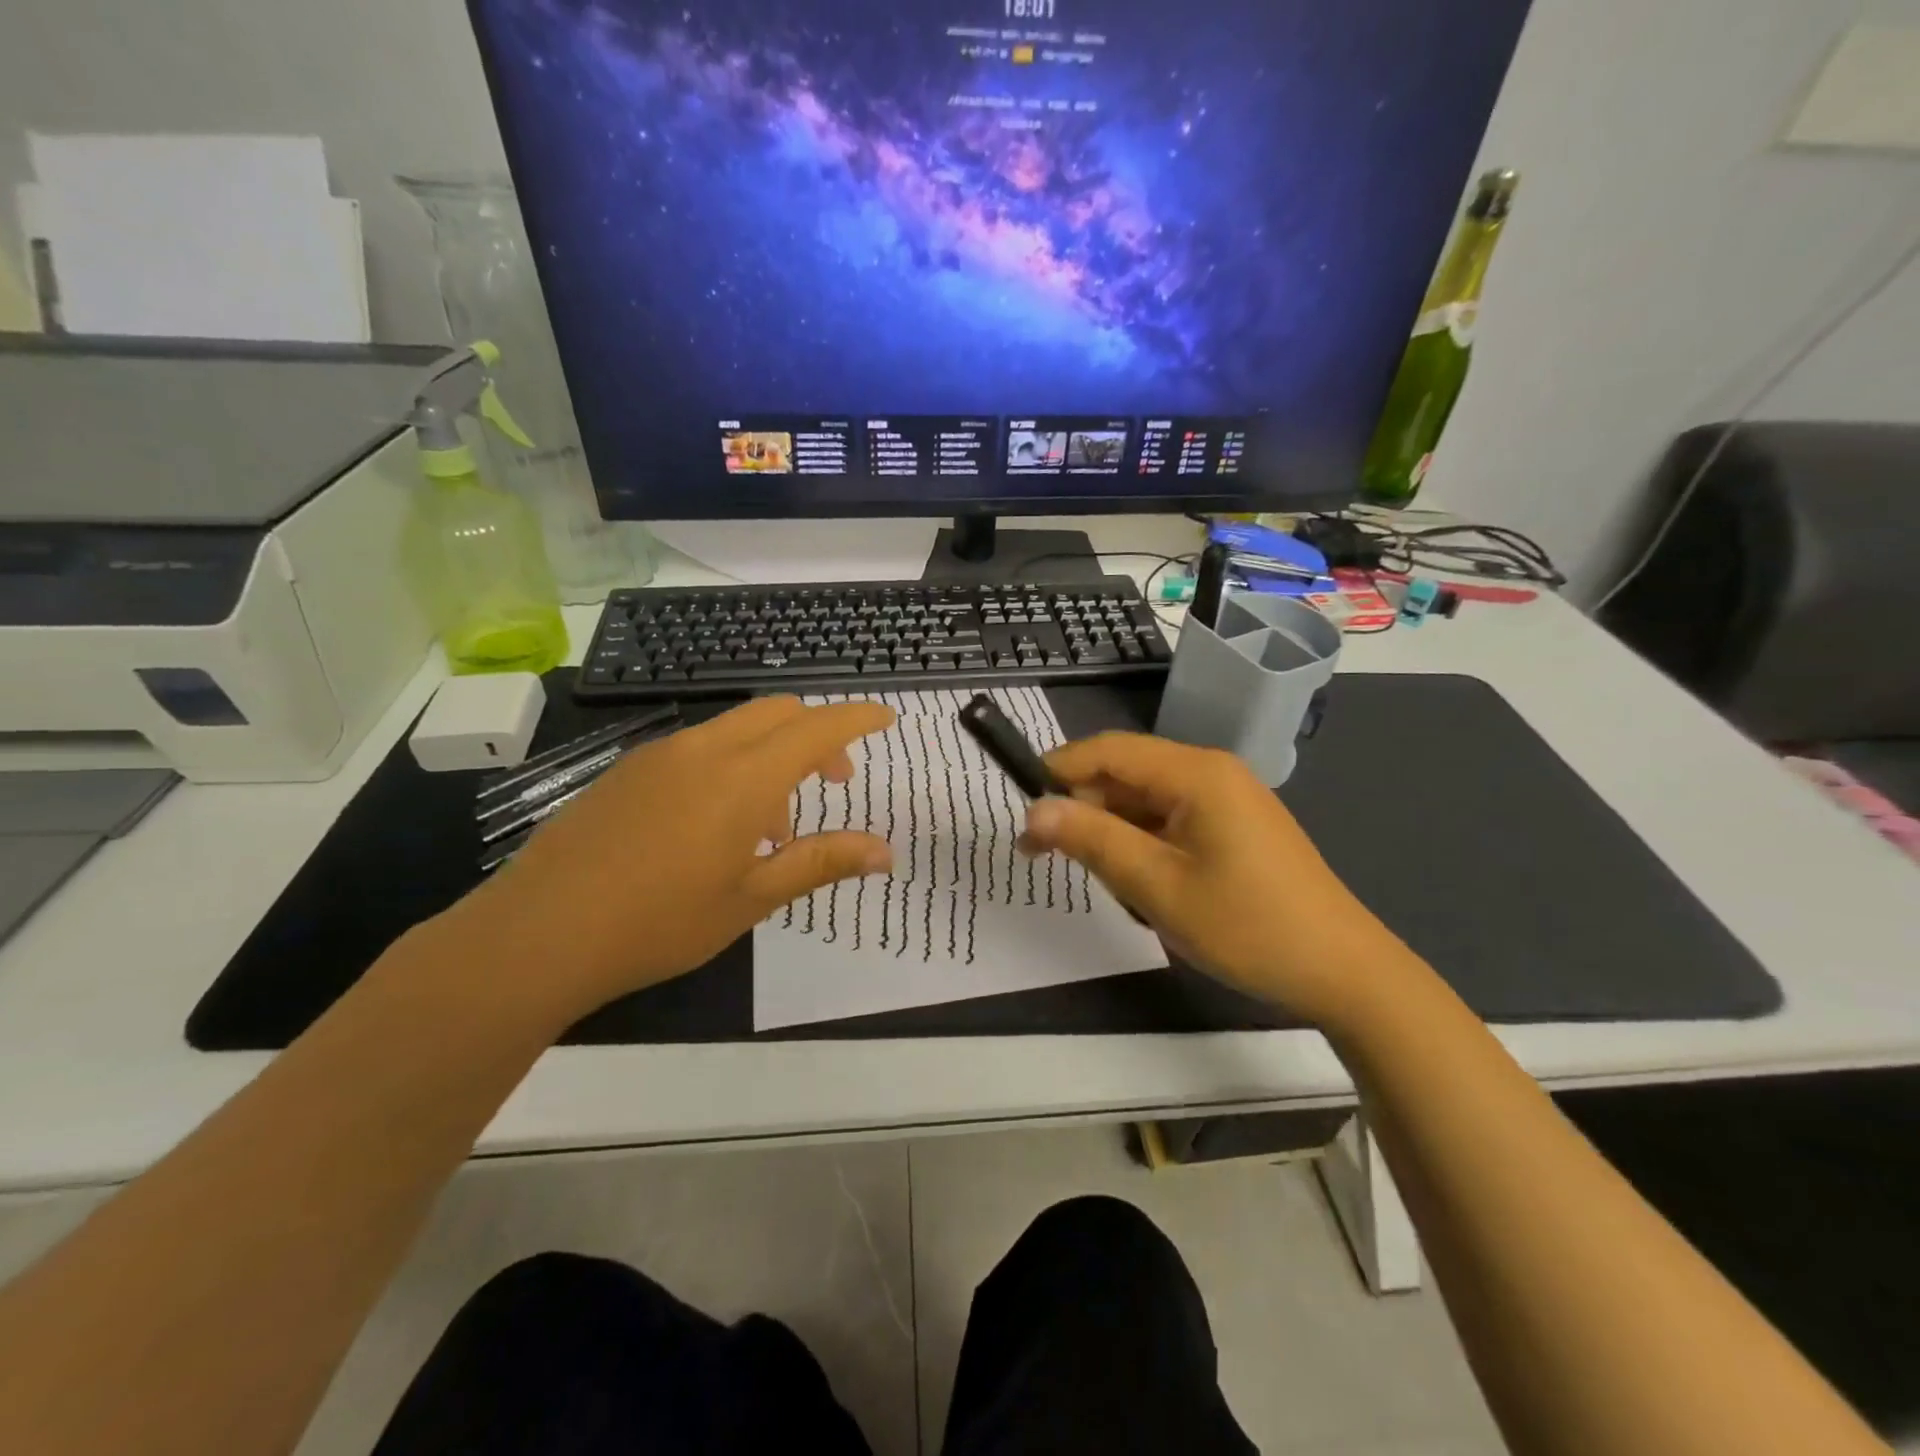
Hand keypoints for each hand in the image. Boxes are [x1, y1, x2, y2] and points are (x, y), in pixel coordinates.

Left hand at [434, 696, 895, 1022]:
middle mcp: (704, 749)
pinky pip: (699, 748)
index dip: (857, 718)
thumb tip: (885, 851)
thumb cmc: (660, 921)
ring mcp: (660, 755)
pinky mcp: (627, 771)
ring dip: (772, 755)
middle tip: (836, 781)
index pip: (817, 728)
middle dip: (817, 734)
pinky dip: (731, 766)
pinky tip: (716, 826)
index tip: (885, 717)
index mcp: (743, 777)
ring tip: (772, 826)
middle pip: (777, 713)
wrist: (537, 933)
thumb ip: (821, 862)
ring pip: (737, 729)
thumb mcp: (752, 898)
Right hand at [1019, 733, 1416, 1027]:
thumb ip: (1092, 840)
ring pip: (1145, 799)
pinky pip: (1171, 819)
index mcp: (1195, 773)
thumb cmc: (1247, 926)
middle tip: (1048, 857)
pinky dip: (1144, 844)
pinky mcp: (1234, 825)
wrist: (1343, 971)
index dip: (1058, 771)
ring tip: (1109, 883)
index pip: (1107, 750)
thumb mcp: (1157, 886)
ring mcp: (1227, 798)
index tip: (1020, 811)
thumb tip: (1033, 810)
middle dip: (1084, 809)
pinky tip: (1144, 885)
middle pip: (1125, 773)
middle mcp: (1211, 772)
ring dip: (1114, 833)